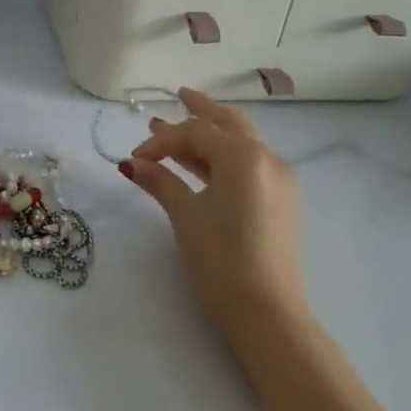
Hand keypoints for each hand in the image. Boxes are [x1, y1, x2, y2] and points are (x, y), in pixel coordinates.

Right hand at [120, 89, 306, 345]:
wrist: (267, 313)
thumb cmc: (220, 259)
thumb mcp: (184, 215)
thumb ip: (159, 181)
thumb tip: (131, 163)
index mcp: (244, 155)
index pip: (195, 132)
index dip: (161, 140)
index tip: (135, 157)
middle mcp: (267, 159)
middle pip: (228, 124)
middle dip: (200, 111)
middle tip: (178, 96)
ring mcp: (278, 181)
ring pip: (241, 142)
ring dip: (210, 134)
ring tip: (180, 127)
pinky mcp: (280, 202)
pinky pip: (249, 164)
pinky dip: (223, 157)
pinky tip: (201, 164)